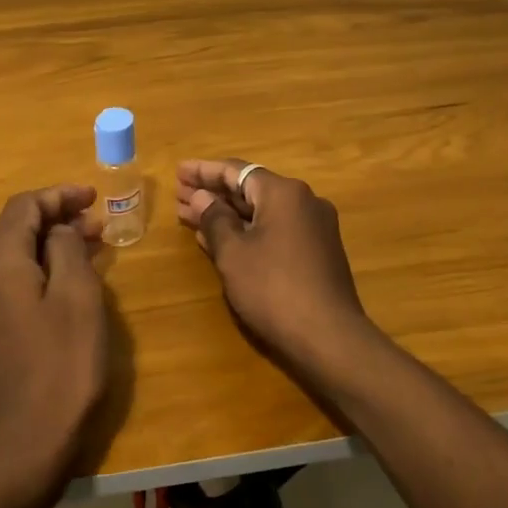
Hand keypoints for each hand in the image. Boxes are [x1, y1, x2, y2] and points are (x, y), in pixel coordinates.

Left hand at [0, 185, 110, 500]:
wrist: (27, 443)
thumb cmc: (62, 365)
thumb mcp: (78, 297)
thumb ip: (67, 249)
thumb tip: (59, 231)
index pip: (23, 207)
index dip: (59, 195)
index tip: (94, 197)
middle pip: (14, 228)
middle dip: (56, 217)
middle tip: (98, 222)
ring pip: (13, 255)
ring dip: (49, 242)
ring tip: (91, 245)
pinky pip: (11, 281)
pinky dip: (40, 267)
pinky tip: (68, 279)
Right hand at [175, 159, 384, 382]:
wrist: (328, 337)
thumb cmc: (273, 288)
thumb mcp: (233, 253)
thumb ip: (214, 219)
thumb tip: (202, 197)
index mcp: (284, 193)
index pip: (236, 170)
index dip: (204, 171)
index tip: (178, 171)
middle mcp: (303, 202)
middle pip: (250, 189)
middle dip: (213, 193)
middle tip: (179, 195)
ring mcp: (314, 227)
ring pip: (261, 212)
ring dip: (227, 214)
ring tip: (190, 216)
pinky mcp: (317, 252)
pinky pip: (274, 230)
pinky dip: (246, 230)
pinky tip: (220, 240)